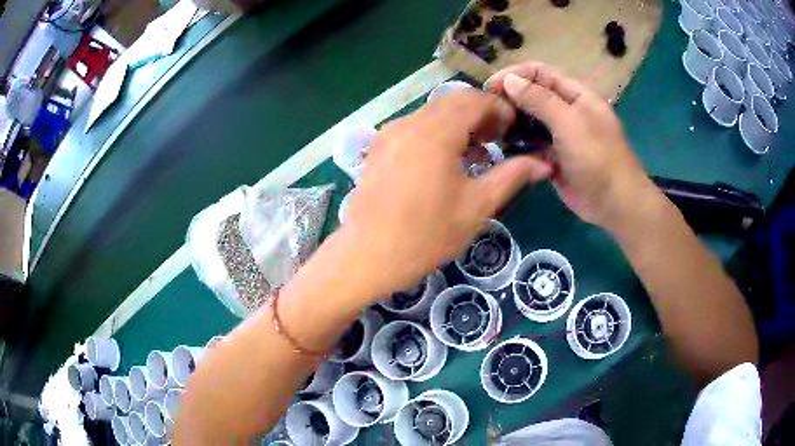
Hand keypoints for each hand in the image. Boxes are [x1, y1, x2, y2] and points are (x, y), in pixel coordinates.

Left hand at [340, 90, 551, 294]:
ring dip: (459, 123)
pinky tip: (448, 160)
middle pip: (452, 102)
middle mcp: (409, 123)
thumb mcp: (477, 206)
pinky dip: (437, 133)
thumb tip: (542, 163)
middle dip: (480, 114)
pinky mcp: (379, 148)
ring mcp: (390, 134)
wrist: (369, 256)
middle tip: (499, 138)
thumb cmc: (426, 235)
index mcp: (436, 133)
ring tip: (478, 151)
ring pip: (432, 113)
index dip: (499, 108)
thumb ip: (511, 176)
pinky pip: (415, 127)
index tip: (514, 128)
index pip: (474, 100)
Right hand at [486, 62, 656, 231]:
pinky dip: (518, 145)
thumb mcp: (570, 123)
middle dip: (510, 98)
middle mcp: (565, 109)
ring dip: (512, 122)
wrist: (614, 204)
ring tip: (492, 130)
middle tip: (487, 112)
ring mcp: (559, 133)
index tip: (490, 86)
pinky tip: (505, 149)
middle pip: (531, 94)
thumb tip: (508, 79)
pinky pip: (531, 144)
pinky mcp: (553, 156)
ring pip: (529, 120)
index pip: (539, 72)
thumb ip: (540, 100)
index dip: (514, 75)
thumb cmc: (597, 158)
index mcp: (574, 94)